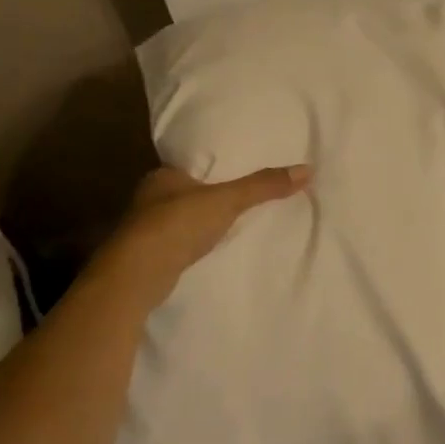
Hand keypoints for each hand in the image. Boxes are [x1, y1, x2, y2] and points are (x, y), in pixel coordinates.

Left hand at [104, 163, 310, 290]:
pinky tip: (205, 252)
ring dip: (195, 225)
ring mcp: (143, 232)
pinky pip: (175, 247)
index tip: (231, 174)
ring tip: (226, 226)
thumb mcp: (228, 200)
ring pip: (176, 222)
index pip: (189, 167)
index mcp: (162, 176)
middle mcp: (148, 200)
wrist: (136, 276)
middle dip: (204, 198)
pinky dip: (189, 248)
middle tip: (235, 199)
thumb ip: (264, 186)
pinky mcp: (145, 260)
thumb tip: (308, 169)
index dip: (208, 170)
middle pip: (183, 194)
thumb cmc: (178, 224)